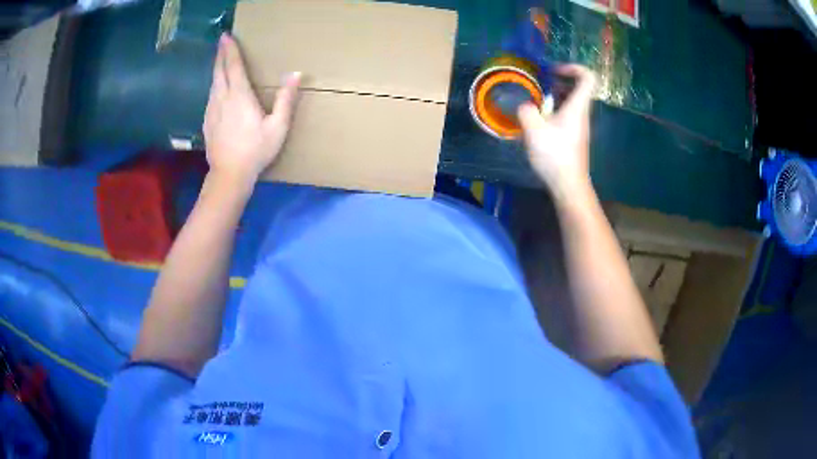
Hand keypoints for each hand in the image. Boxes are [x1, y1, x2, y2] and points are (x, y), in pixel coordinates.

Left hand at [203, 33, 300, 187]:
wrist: (229, 175)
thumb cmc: (256, 151)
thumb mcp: (278, 126)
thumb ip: (286, 99)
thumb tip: (295, 74)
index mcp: (239, 96)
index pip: (233, 66)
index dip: (230, 50)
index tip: (226, 36)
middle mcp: (222, 98)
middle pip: (219, 71)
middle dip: (221, 55)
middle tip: (221, 42)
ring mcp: (212, 110)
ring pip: (213, 83)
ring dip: (217, 69)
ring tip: (220, 61)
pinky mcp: (207, 122)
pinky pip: (210, 97)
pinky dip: (214, 86)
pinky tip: (217, 88)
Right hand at [518, 64, 595, 202]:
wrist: (568, 185)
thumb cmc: (555, 155)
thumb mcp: (533, 129)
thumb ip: (526, 110)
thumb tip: (525, 105)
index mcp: (577, 107)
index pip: (587, 77)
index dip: (573, 67)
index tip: (554, 71)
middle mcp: (582, 113)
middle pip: (578, 87)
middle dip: (558, 80)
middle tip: (540, 83)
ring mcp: (579, 126)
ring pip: (571, 101)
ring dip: (554, 96)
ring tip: (535, 100)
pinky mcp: (574, 137)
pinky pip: (567, 114)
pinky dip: (554, 110)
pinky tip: (539, 119)